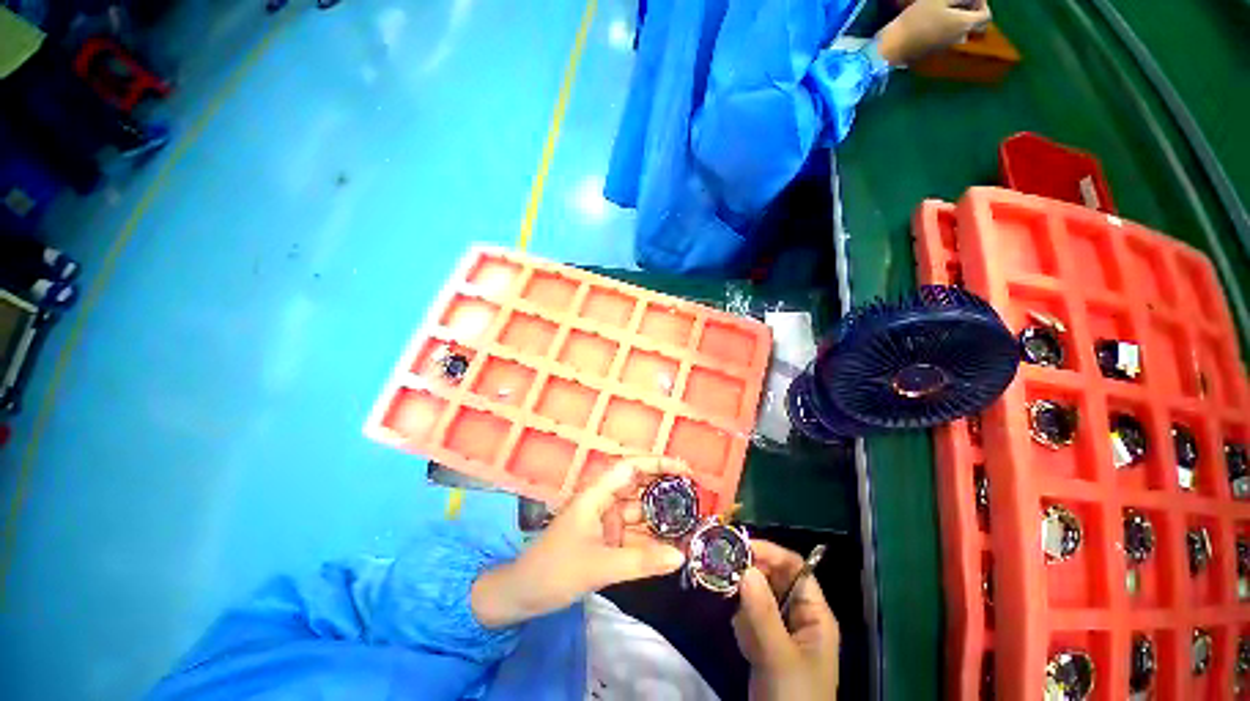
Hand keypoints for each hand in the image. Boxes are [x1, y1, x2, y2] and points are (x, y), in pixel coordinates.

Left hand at [471, 457, 688, 627]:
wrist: (523, 595)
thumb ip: (641, 562)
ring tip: (691, 525)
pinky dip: (651, 541)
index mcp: (596, 494)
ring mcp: (605, 521)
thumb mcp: (599, 566)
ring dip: (662, 520)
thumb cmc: (555, 570)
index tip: (686, 470)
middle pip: (639, 487)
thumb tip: (681, 556)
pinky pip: (634, 536)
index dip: (659, 463)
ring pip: (639, 514)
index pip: (631, 467)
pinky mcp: (606, 540)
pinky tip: (672, 548)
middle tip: (696, 498)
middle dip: (666, 491)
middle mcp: (603, 501)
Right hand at [732, 540, 839, 699]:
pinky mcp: (765, 640)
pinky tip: (745, 644)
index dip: (769, 552)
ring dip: (744, 602)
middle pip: (773, 576)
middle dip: (751, 574)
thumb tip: (744, 567)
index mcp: (814, 612)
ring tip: (738, 618)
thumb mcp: (780, 656)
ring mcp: (780, 627)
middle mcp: (798, 613)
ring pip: (757, 594)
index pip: (794, 567)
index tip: (738, 548)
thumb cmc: (794, 696)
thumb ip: (763, 612)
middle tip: (724, 571)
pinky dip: (742, 622)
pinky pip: (749, 615)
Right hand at [876, 0, 991, 65]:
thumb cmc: (916, 19)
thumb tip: (968, 0)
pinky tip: (934, 23)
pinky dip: (946, 29)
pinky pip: (948, 37)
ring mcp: (947, 46)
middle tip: (958, 4)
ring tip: (945, 12)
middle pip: (974, 25)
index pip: (986, 15)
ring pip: (961, 31)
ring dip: (957, 21)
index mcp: (965, 23)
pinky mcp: (935, 51)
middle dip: (970, 13)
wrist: (893, 46)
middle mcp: (961, 37)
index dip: (981, 3)